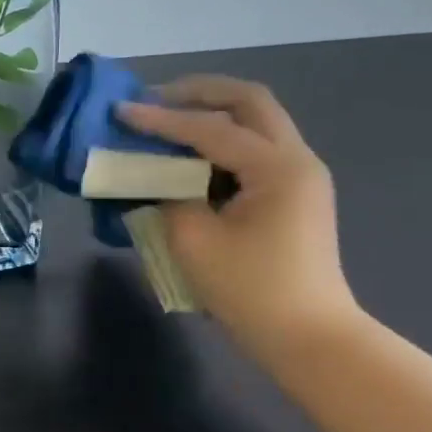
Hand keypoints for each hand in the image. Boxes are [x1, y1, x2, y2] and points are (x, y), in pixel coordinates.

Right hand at [118, 77, 358, 359]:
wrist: (310, 339)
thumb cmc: (252, 291)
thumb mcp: (195, 241)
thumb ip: (169, 195)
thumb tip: (155, 175)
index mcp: (277, 167)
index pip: (211, 128)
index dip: (162, 119)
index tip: (121, 111)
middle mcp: (296, 160)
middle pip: (250, 101)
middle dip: (200, 92)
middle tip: (155, 97)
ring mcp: (300, 177)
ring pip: (257, 122)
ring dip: (213, 113)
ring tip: (169, 119)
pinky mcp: (294, 195)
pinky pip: (256, 149)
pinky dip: (223, 141)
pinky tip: (191, 155)